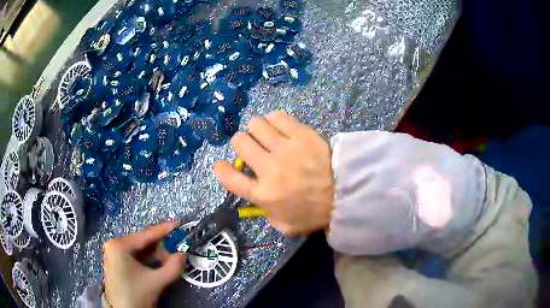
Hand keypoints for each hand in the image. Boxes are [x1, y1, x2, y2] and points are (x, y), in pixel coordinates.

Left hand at [103, 221, 185, 307]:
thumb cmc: (136, 294)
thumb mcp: (156, 281)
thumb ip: (173, 267)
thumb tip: (184, 254)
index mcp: (120, 245)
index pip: (146, 234)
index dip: (164, 229)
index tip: (179, 223)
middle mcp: (115, 245)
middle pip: (143, 242)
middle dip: (162, 246)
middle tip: (178, 248)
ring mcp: (115, 254)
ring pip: (141, 250)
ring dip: (157, 255)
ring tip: (171, 259)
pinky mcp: (118, 263)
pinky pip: (137, 257)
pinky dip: (150, 261)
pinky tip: (160, 265)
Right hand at [214, 111, 333, 234]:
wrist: (345, 194)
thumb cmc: (314, 213)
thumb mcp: (285, 226)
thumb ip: (266, 213)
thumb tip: (258, 199)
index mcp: (263, 194)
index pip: (230, 178)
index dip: (221, 170)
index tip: (221, 166)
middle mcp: (269, 168)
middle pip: (240, 142)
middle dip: (242, 144)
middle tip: (253, 149)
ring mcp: (285, 148)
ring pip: (255, 124)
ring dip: (257, 130)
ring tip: (267, 136)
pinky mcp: (301, 134)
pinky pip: (277, 116)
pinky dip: (274, 120)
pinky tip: (280, 126)